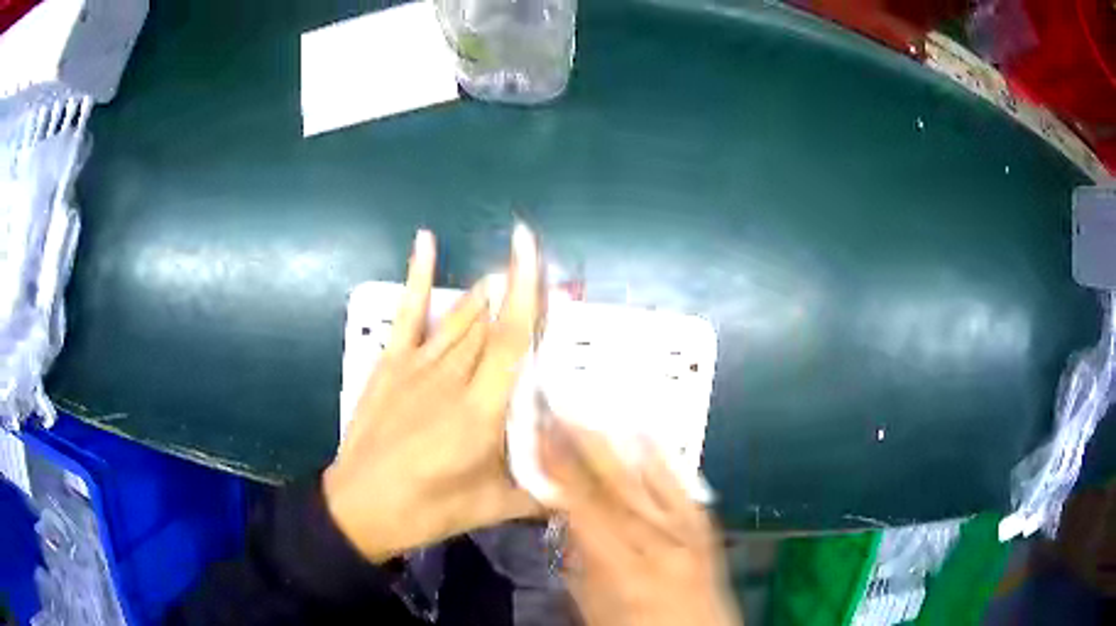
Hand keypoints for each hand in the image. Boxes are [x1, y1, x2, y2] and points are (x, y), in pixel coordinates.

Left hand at [323, 226, 542, 562]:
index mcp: (480, 410)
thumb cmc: (429, 509)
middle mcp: (451, 377)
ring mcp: (417, 366)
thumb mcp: (492, 507)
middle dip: (515, 294)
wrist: (361, 506)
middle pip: (489, 323)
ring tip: (503, 272)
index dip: (524, 292)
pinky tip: (426, 240)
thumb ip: (541, 496)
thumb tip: (584, 494)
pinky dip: (417, 275)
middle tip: (543, 277)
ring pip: (459, 316)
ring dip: (483, 292)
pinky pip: (408, 312)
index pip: (509, 340)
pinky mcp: (390, 364)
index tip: (530, 249)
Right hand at [540, 419, 741, 625]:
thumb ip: (576, 560)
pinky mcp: (706, 527)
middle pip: (616, 483)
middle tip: (561, 407)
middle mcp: (658, 541)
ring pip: (649, 478)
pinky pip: (684, 485)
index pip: (583, 506)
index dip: (559, 466)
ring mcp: (688, 531)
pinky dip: (663, 456)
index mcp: (623, 566)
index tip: (540, 432)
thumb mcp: (591, 604)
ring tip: (594, 410)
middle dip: (585, 442)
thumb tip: (562, 517)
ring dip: (618, 441)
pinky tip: (648, 432)